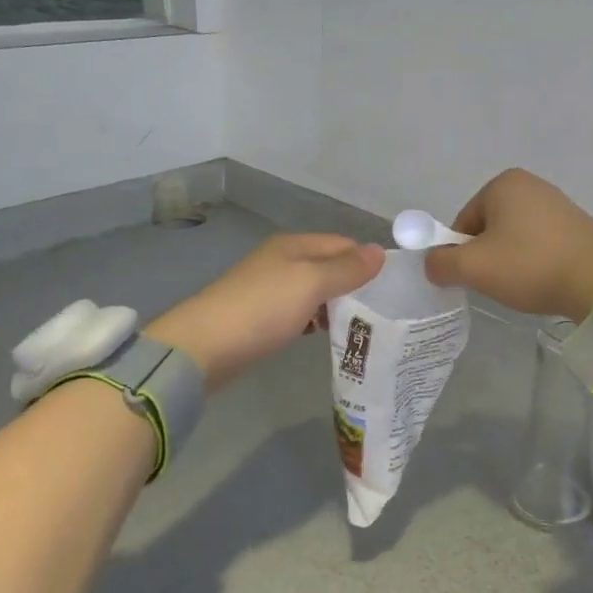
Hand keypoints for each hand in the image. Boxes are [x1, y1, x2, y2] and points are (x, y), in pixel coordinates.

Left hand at [148, 234, 384, 389]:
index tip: (390, 289)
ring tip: (358, 326)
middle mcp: (282, 260)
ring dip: (335, 305)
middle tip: (379, 312)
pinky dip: (314, 319)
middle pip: (329, 266)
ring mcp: (269, 288)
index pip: (343, 244)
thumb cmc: (263, 308)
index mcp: (294, 245)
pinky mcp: (260, 316)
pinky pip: (298, 311)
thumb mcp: (311, 283)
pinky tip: (322, 334)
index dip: (366, 262)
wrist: (203, 348)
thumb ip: (347, 268)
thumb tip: (380, 251)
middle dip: (353, 285)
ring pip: (315, 291)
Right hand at [423, 169, 592, 321]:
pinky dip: (535, 260)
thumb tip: (433, 264)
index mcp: (503, 183)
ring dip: (512, 259)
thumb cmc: (530, 266)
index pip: (463, 222)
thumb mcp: (473, 268)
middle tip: (499, 282)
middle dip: (488, 255)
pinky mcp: (577, 224)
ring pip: (515, 236)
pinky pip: (540, 242)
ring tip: (523, 283)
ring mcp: (558, 202)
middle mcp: (531, 184)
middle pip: (489, 227)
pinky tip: (543, 279)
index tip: (477, 276)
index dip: (462, 253)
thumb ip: (440, 263)